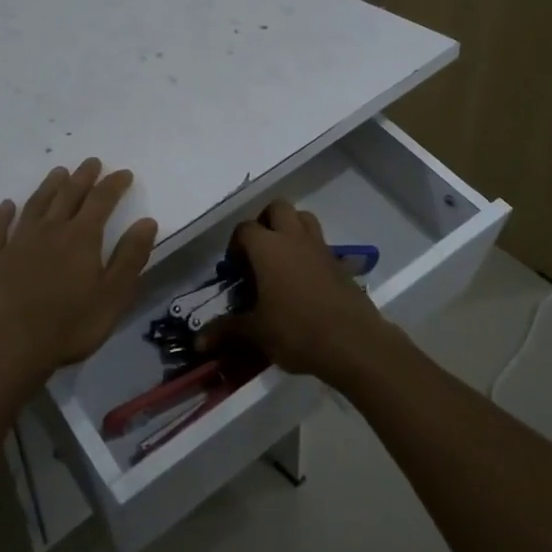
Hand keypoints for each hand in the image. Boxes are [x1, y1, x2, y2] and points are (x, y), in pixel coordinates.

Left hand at [0, 158, 159, 386]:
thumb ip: (130, 257)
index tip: (124, 173)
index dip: (113, 185)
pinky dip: (2, 215)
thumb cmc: (68, 325)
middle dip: (82, 177)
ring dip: (48, 187)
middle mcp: (50, 230)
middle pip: (68, 195)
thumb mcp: (113, 295)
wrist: (8, 346)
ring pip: (35, 205)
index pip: (101, 201)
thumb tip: (147, 221)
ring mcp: (18, 243)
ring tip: (58, 172)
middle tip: (91, 162)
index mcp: (81, 237)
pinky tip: (6, 206)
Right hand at [216, 200, 396, 383]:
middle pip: (277, 208)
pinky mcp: (340, 263)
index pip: (244, 229)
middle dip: (265, 222)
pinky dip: (309, 252)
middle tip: (258, 252)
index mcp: (267, 247)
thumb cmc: (297, 331)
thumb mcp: (256, 333)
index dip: (235, 245)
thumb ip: (227, 330)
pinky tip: (305, 281)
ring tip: (282, 258)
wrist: (353, 343)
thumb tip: (198, 340)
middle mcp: (293, 238)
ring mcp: (320, 248)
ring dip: (290, 229)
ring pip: (303, 218)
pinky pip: (320, 244)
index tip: (234, 270)